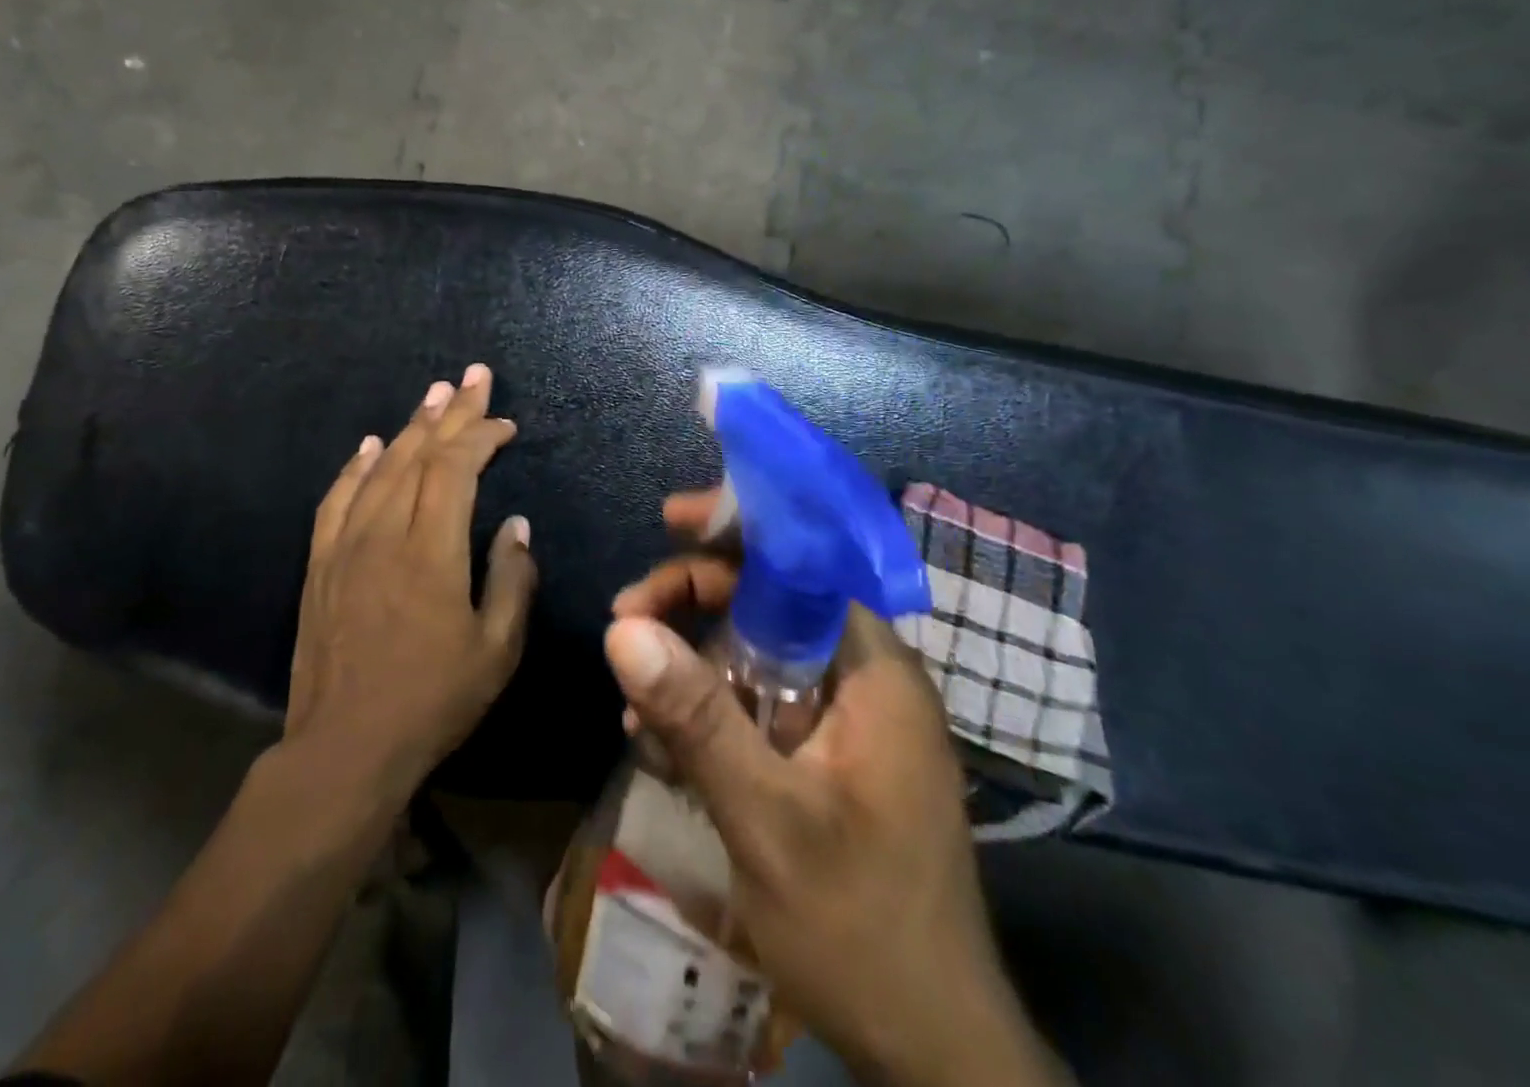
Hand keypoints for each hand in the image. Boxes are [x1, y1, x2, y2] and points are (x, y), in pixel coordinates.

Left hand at [286, 364, 536, 802]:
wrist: (343, 748)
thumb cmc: (432, 701)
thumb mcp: (496, 650)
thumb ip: (512, 580)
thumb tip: (516, 525)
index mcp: (431, 551)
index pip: (455, 469)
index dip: (480, 435)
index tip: (505, 422)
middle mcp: (384, 533)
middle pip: (419, 454)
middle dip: (450, 411)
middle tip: (472, 375)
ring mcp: (345, 545)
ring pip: (380, 468)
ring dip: (409, 427)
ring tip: (433, 395)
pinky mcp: (320, 563)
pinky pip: (337, 498)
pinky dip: (357, 465)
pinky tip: (371, 445)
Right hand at [605, 490, 1060, 1086]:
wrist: (931, 1053)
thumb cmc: (861, 930)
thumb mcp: (767, 819)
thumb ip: (696, 717)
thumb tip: (622, 628)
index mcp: (874, 670)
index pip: (805, 561)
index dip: (738, 529)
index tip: (670, 521)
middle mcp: (865, 677)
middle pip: (770, 599)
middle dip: (693, 599)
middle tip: (624, 621)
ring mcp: (847, 717)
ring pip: (756, 649)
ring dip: (690, 659)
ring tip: (632, 698)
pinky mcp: (826, 754)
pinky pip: (758, 700)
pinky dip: (708, 706)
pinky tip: (659, 739)